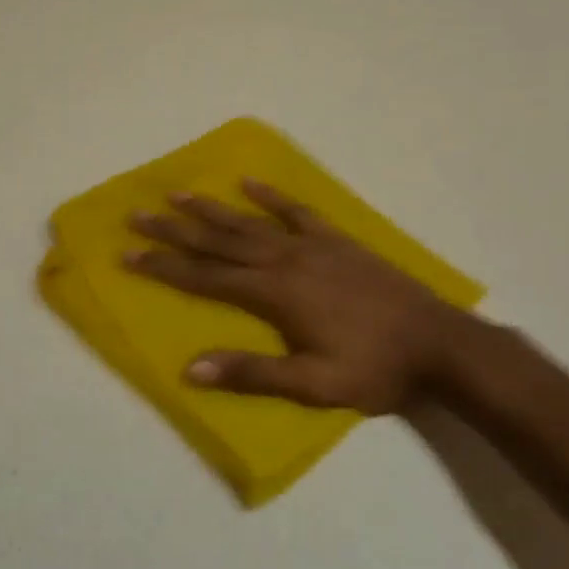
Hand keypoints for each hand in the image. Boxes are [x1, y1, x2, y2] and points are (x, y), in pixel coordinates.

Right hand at [127, 181, 477, 414]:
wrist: (439, 343)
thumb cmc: (375, 369)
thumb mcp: (315, 385)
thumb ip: (253, 374)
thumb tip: (191, 369)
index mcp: (273, 293)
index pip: (205, 277)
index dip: (164, 266)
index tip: (128, 254)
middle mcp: (283, 259)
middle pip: (217, 241)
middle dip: (173, 229)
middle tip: (136, 215)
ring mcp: (310, 244)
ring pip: (247, 221)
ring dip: (209, 208)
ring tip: (176, 193)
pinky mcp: (335, 239)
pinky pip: (294, 210)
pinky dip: (269, 195)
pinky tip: (249, 183)